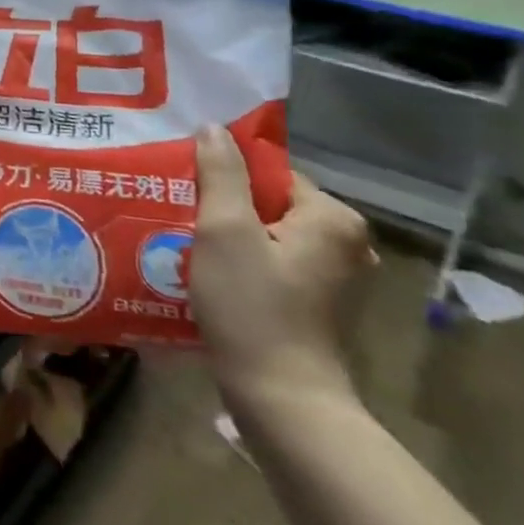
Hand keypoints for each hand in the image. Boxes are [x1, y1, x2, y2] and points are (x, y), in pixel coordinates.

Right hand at [188, 125, 375, 414]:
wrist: (281, 396)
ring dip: (228, 235)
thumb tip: (213, 128)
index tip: (184, 187)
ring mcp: (336, 276)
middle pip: (268, 202)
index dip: (223, 176)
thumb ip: (220, 174)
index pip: (269, 172)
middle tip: (178, 212)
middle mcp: (346, 242)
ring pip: (267, 233)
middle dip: (223, 206)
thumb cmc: (252, 306)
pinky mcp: (318, 303)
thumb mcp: (225, 230)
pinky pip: (272, 261)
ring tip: (184, 240)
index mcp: (332, 218)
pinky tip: (208, 271)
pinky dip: (242, 261)